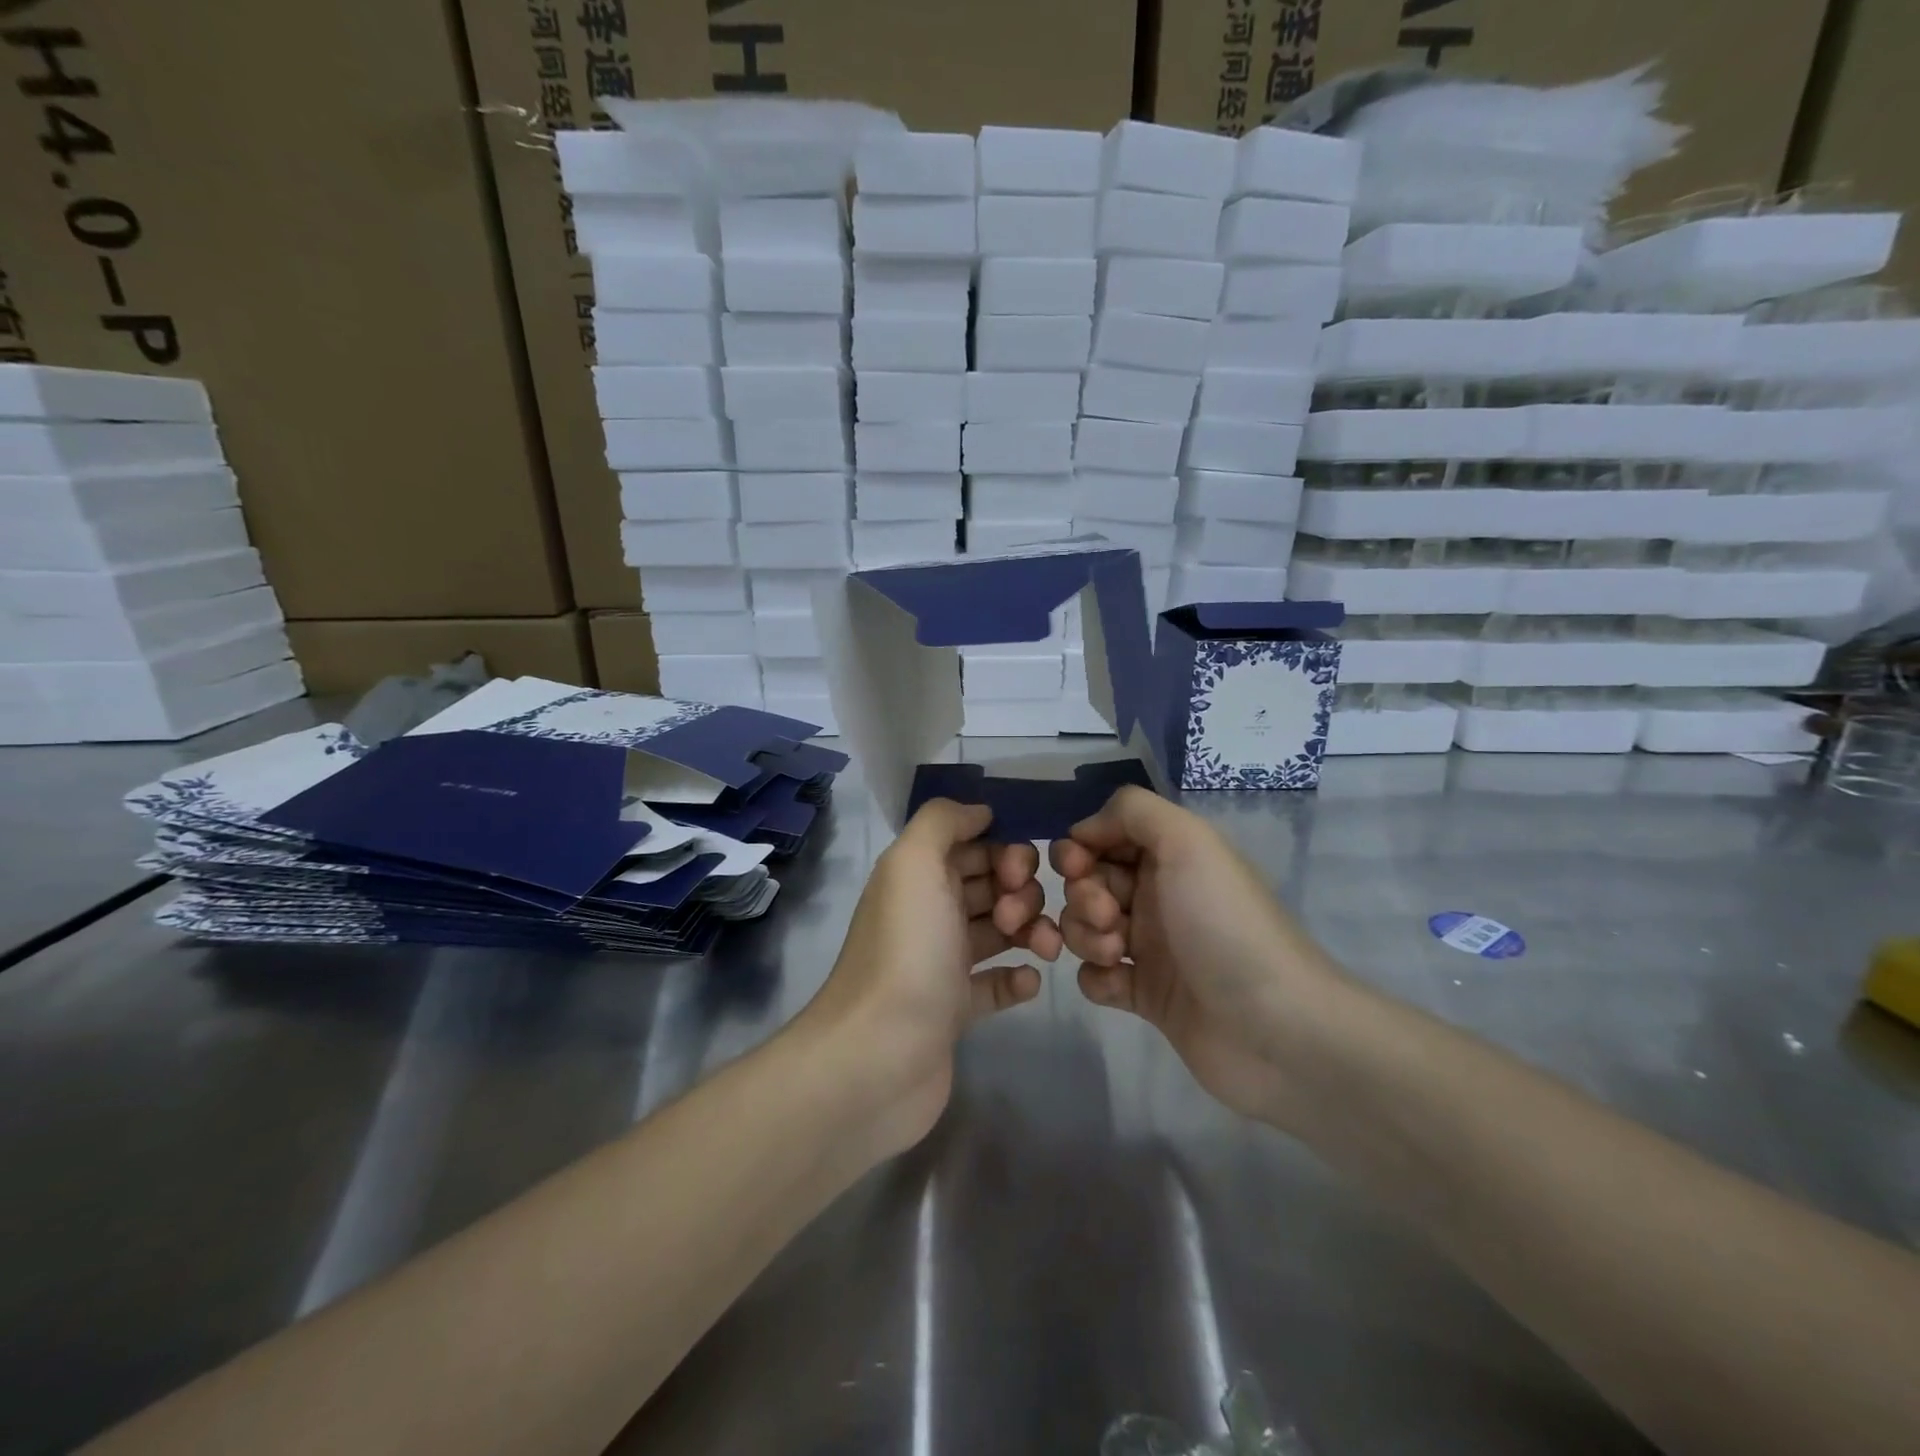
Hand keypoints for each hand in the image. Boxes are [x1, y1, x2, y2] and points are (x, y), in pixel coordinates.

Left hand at [804, 799, 1061, 1156]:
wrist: (878, 1056)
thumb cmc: (906, 951)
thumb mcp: (914, 863)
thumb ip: (943, 822)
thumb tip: (980, 812)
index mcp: (919, 876)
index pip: (973, 845)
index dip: (1003, 850)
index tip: (1019, 871)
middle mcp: (930, 913)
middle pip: (991, 885)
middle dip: (1021, 890)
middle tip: (1019, 915)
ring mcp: (942, 964)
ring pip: (1000, 931)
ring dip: (1031, 930)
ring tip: (1045, 948)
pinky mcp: (955, 1011)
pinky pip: (997, 984)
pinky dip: (1018, 978)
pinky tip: (1030, 982)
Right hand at [1051, 787, 1338, 1122]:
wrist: (1274, 1029)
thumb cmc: (1225, 924)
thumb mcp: (1188, 841)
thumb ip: (1133, 811)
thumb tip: (1084, 830)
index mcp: (1170, 856)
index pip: (1105, 836)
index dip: (1081, 847)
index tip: (1077, 865)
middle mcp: (1158, 895)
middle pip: (1089, 881)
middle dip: (1083, 894)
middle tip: (1109, 915)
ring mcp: (1151, 947)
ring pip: (1086, 928)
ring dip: (1086, 935)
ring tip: (1118, 954)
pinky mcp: (1146, 995)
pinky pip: (1096, 977)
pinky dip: (1097, 979)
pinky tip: (1121, 987)